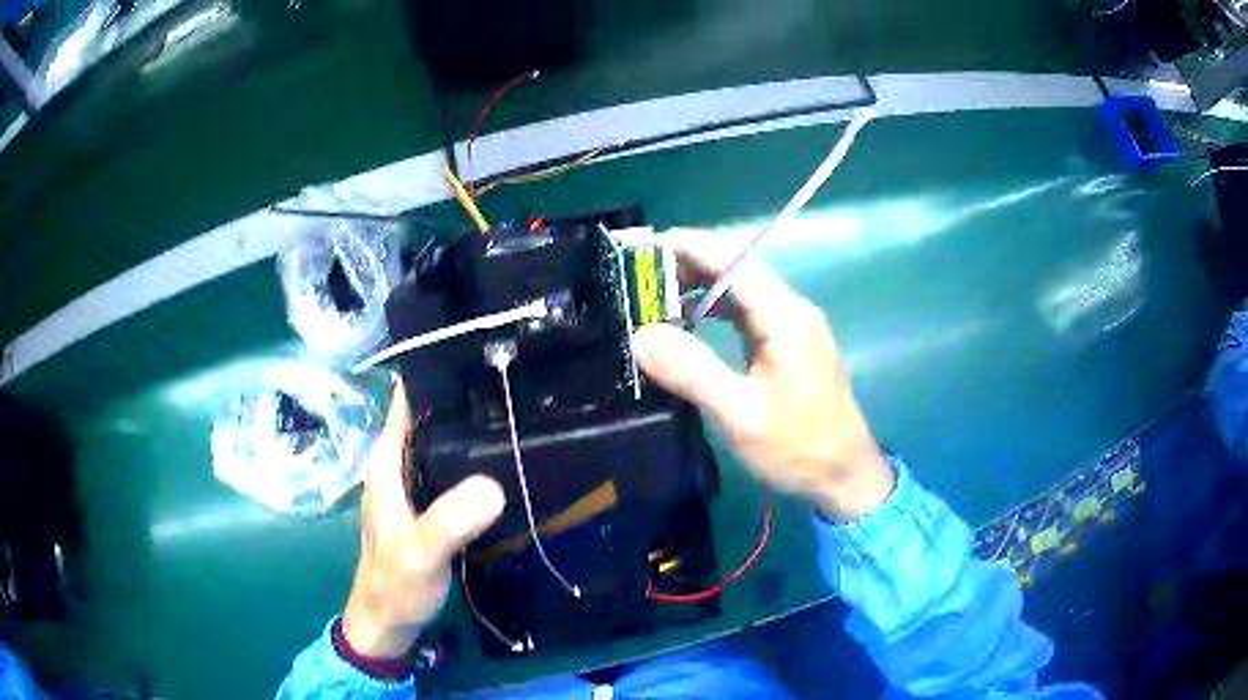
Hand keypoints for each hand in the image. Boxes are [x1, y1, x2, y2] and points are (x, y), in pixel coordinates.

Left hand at [342, 379, 505, 657]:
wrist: (388, 621)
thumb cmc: (395, 584)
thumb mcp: (421, 552)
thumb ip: (449, 520)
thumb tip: (493, 483)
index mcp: (387, 460)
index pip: (409, 395)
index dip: (439, 369)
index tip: (483, 350)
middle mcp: (397, 462)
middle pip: (431, 413)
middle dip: (465, 394)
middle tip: (517, 378)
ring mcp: (413, 484)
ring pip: (443, 439)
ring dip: (471, 425)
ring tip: (519, 408)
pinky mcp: (429, 503)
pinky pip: (452, 467)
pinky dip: (474, 457)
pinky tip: (504, 457)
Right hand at [631, 230, 893, 521]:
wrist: (845, 475)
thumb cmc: (798, 447)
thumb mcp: (740, 415)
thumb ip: (692, 371)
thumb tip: (641, 335)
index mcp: (786, 318)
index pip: (735, 262)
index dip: (691, 247)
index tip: (646, 248)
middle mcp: (793, 311)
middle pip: (739, 269)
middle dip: (691, 264)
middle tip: (642, 277)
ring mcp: (795, 326)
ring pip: (743, 289)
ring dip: (702, 285)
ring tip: (657, 296)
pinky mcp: (791, 344)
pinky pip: (749, 312)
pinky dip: (717, 308)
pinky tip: (692, 321)